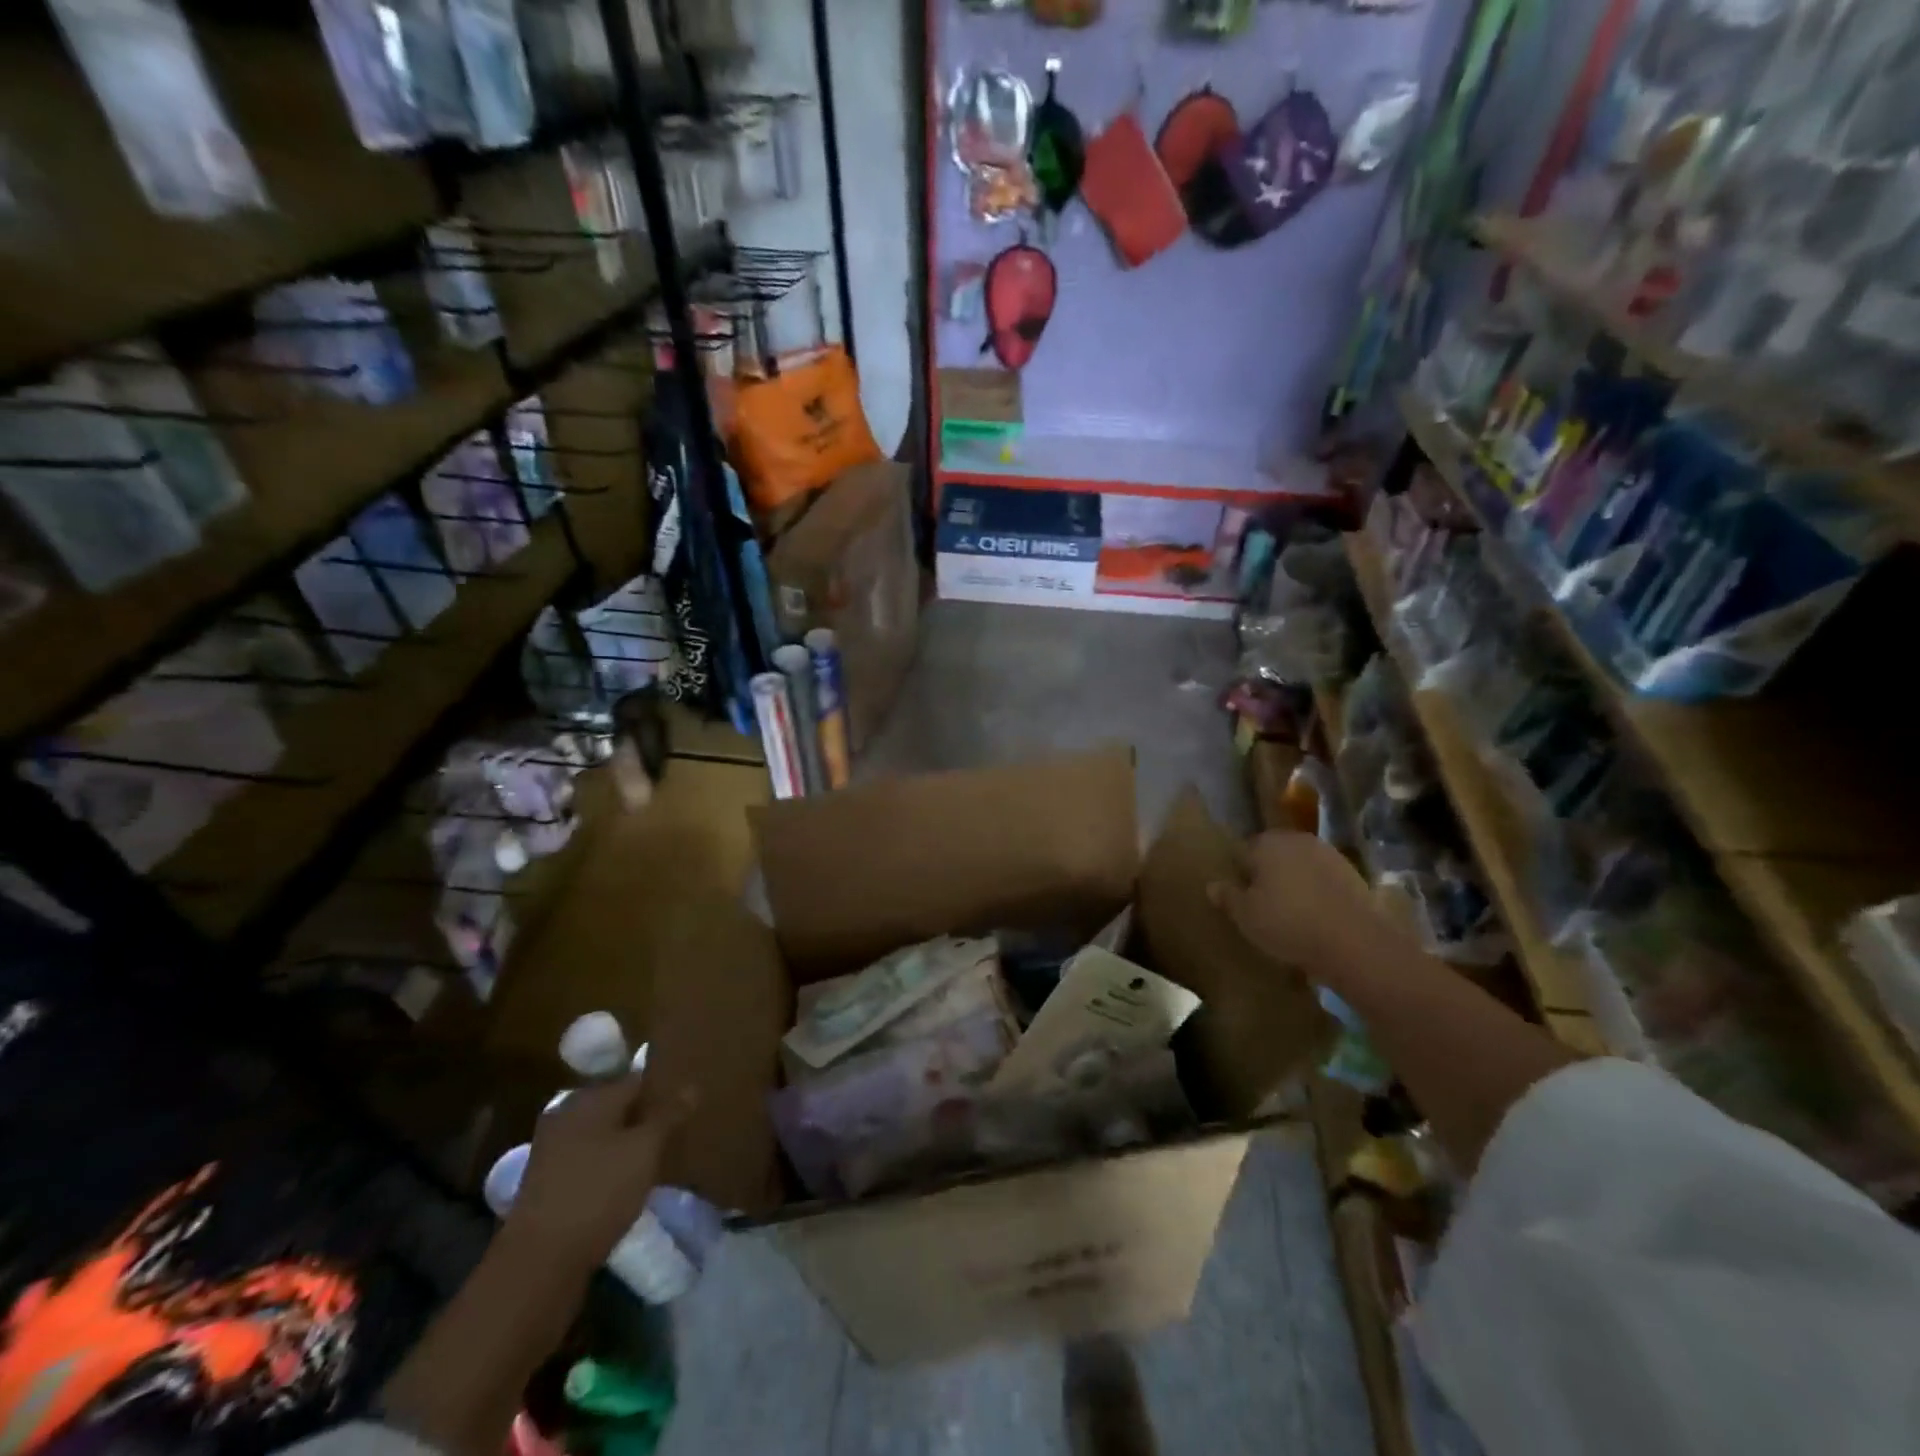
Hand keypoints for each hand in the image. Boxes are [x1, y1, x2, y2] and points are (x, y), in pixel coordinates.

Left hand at [501, 1070, 696, 1277]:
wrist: (538, 1264)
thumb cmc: (599, 1192)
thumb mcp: (645, 1150)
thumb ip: (668, 1115)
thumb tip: (691, 1086)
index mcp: (589, 1098)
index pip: (635, 1079)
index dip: (662, 1089)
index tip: (685, 1103)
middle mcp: (567, 1116)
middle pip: (616, 1107)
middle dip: (643, 1117)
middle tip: (675, 1131)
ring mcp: (552, 1152)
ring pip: (601, 1136)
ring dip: (625, 1144)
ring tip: (656, 1158)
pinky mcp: (547, 1185)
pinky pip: (588, 1162)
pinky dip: (608, 1167)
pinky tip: (626, 1183)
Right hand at [1208, 831, 1400, 986]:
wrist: (1356, 941)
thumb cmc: (1288, 924)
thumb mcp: (1246, 916)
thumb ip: (1227, 897)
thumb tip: (1212, 885)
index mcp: (1265, 843)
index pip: (1241, 853)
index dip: (1239, 875)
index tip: (1240, 899)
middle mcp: (1295, 839)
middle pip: (1271, 855)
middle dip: (1266, 874)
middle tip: (1263, 906)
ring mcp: (1327, 853)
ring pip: (1298, 865)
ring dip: (1293, 881)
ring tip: (1291, 913)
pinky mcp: (1352, 872)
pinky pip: (1322, 878)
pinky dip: (1316, 891)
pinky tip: (1316, 915)